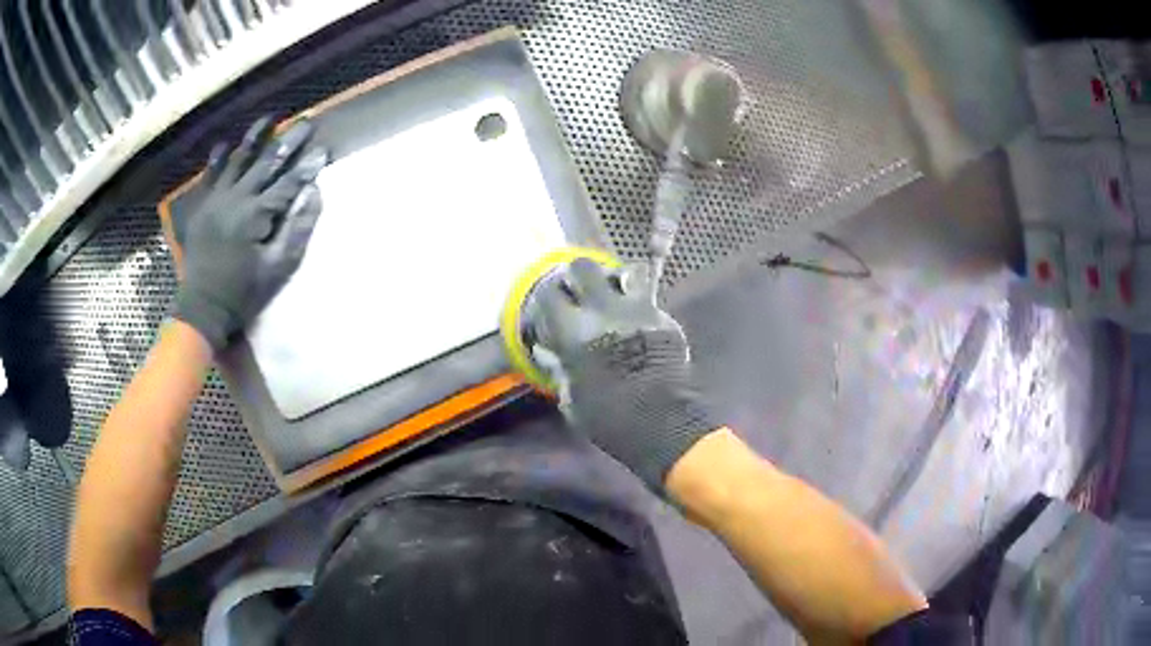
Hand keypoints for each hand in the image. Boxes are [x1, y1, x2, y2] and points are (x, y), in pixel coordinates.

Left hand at [173, 116, 327, 349]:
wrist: (202, 307)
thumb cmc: (243, 292)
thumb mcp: (277, 268)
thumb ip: (296, 229)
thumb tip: (313, 193)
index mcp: (255, 215)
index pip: (288, 183)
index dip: (307, 166)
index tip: (324, 149)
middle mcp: (236, 198)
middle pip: (266, 162)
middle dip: (289, 141)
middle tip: (306, 122)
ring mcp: (216, 199)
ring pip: (238, 159)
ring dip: (255, 137)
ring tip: (269, 118)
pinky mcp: (202, 206)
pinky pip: (210, 174)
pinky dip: (219, 158)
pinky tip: (227, 144)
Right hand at [530, 259, 716, 490]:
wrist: (663, 423)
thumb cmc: (608, 418)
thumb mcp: (571, 399)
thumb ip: (558, 368)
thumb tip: (545, 349)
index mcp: (574, 331)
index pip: (550, 294)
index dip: (547, 296)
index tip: (550, 304)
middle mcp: (604, 310)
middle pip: (584, 267)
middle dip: (577, 273)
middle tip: (578, 288)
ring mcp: (639, 310)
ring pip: (625, 272)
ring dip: (615, 279)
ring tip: (613, 293)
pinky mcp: (664, 318)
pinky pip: (649, 299)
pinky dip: (640, 304)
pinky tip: (637, 319)